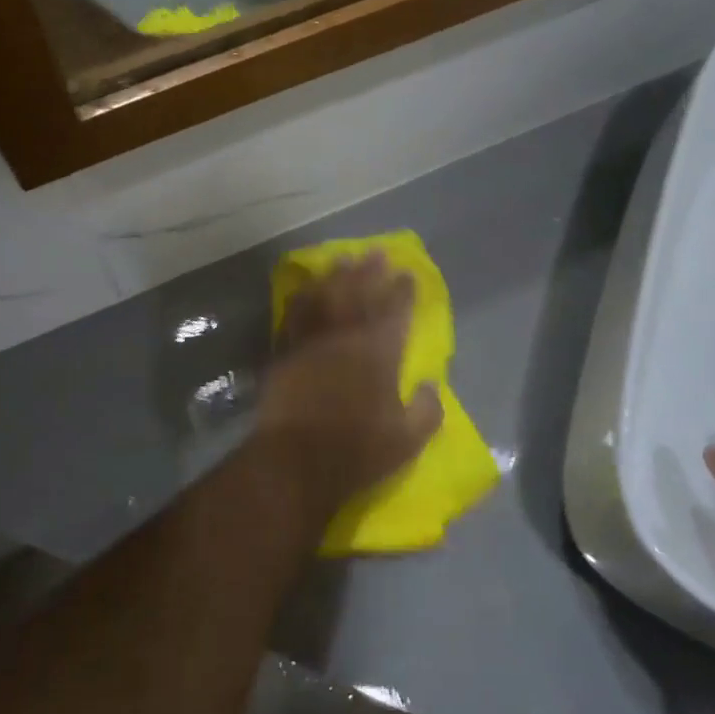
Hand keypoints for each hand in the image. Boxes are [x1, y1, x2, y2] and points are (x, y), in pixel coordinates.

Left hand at [252, 252, 440, 516]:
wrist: (294, 462)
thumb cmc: (356, 452)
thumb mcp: (407, 441)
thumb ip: (427, 410)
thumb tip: (430, 386)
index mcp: (378, 353)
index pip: (395, 312)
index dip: (402, 291)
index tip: (407, 273)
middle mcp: (344, 338)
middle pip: (358, 294)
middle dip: (369, 271)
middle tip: (375, 252)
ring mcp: (311, 342)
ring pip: (324, 297)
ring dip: (335, 276)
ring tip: (342, 259)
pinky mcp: (284, 353)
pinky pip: (294, 315)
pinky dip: (302, 298)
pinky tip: (305, 289)